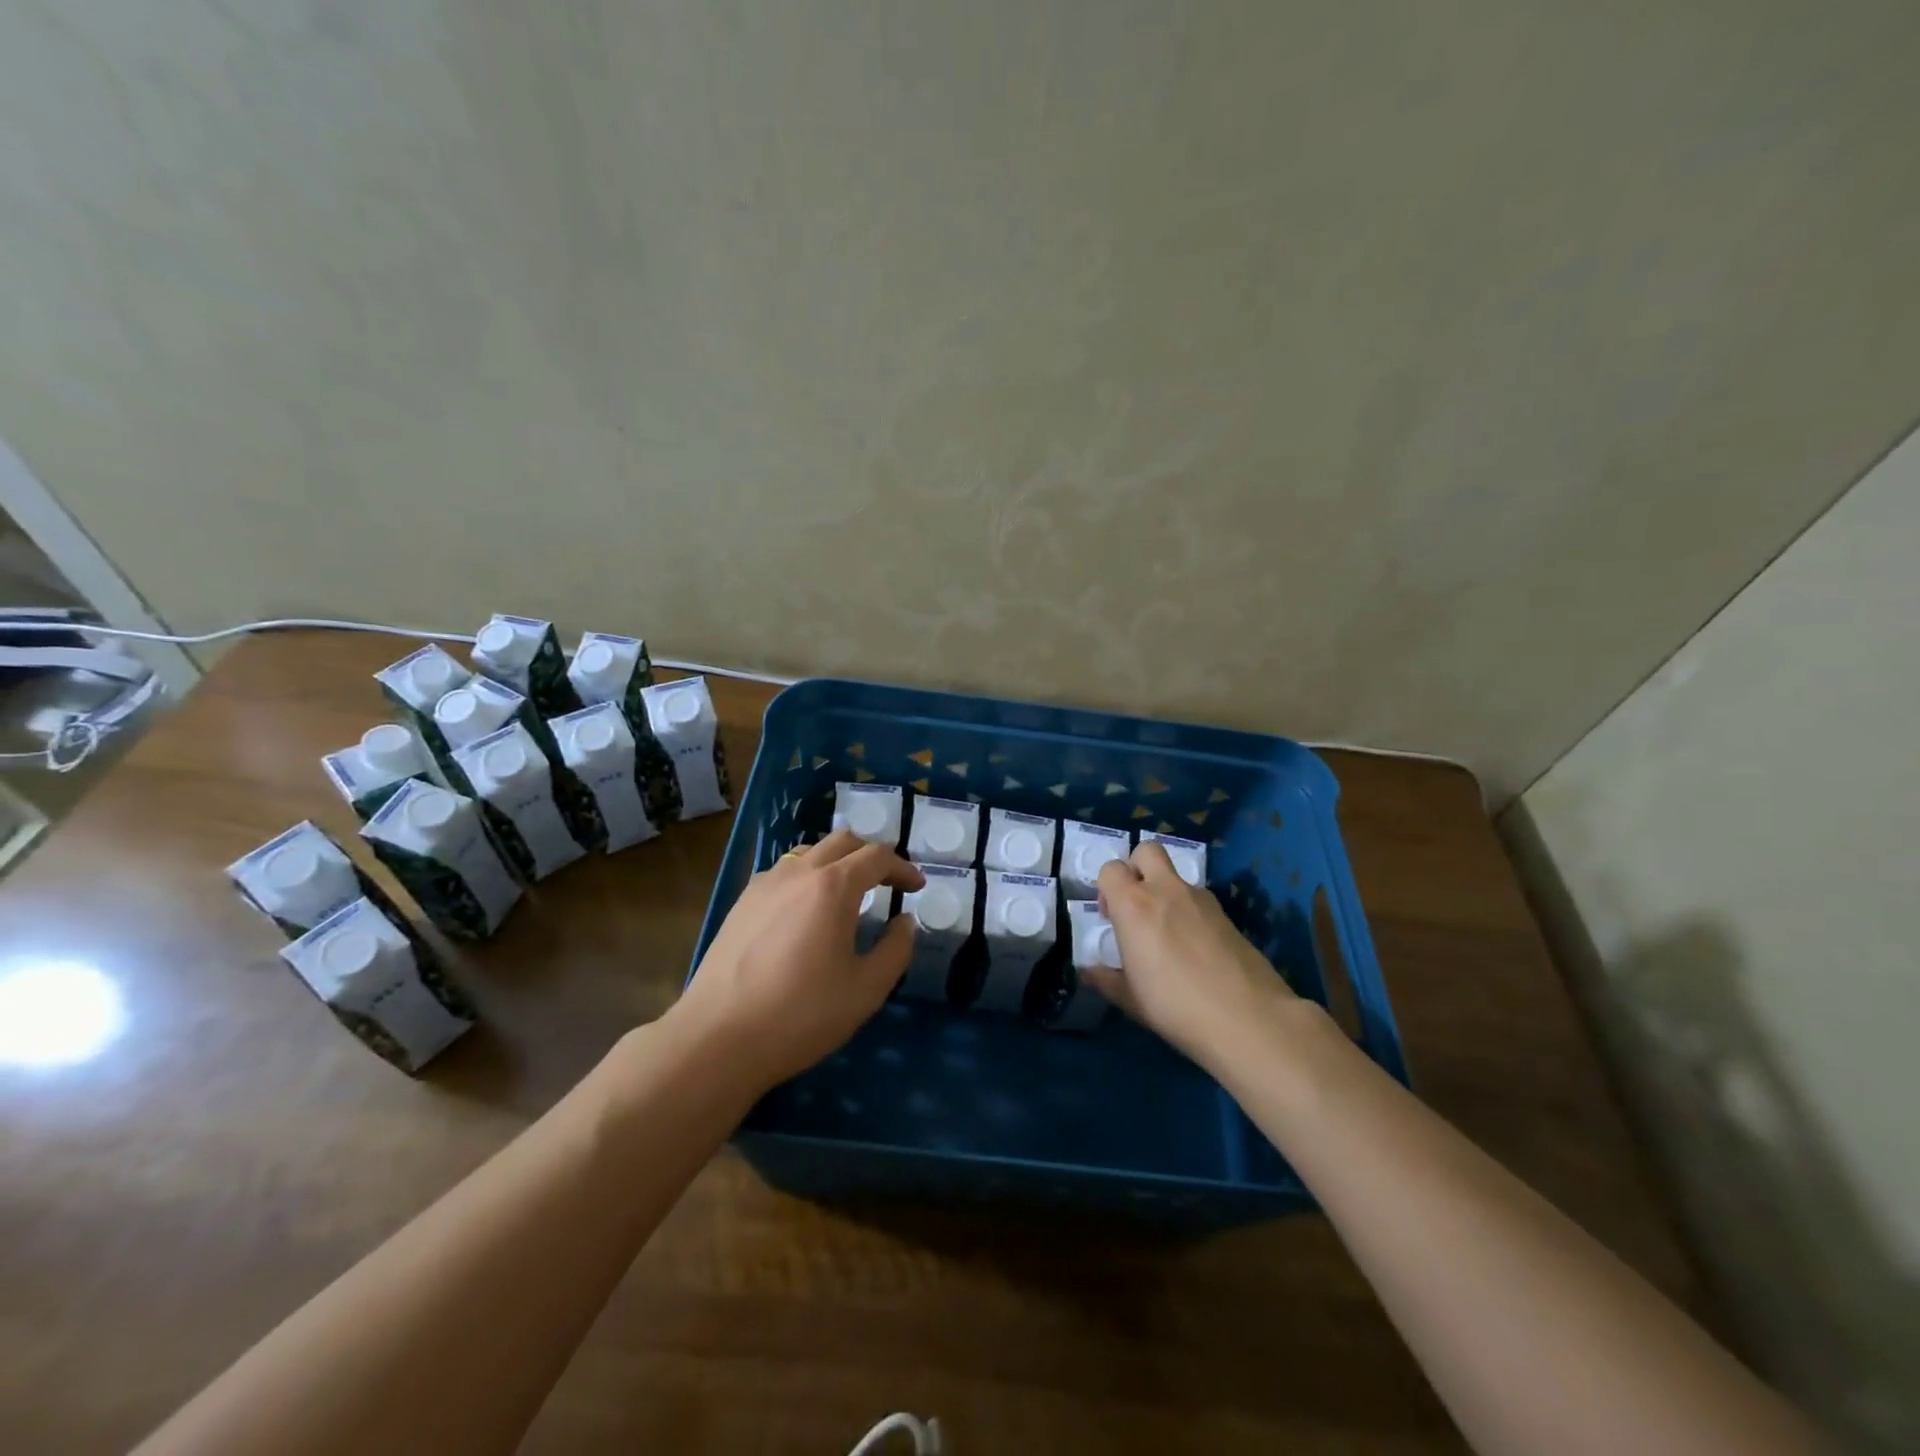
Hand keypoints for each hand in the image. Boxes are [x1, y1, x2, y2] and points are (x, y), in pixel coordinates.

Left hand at [671, 830, 924, 1094]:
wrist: (719, 1037)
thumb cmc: (801, 1014)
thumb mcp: (866, 990)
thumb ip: (895, 950)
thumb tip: (904, 922)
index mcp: (833, 886)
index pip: (877, 857)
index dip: (903, 868)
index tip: (917, 887)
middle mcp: (799, 872)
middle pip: (843, 841)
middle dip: (871, 856)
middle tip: (887, 883)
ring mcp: (765, 884)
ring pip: (809, 852)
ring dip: (837, 862)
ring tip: (848, 893)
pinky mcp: (742, 902)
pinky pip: (784, 872)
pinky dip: (807, 877)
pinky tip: (806, 911)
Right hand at [1087, 841, 1296, 1067]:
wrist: (1248, 1018)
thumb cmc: (1176, 1007)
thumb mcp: (1131, 1000)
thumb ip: (1106, 980)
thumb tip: (1088, 972)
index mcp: (1134, 905)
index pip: (1111, 868)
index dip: (1106, 887)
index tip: (1111, 917)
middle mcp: (1166, 890)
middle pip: (1147, 850)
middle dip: (1137, 868)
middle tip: (1137, 905)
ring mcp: (1201, 898)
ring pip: (1176, 876)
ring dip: (1166, 892)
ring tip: (1169, 934)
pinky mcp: (1227, 914)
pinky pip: (1199, 899)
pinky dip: (1190, 912)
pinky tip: (1196, 948)